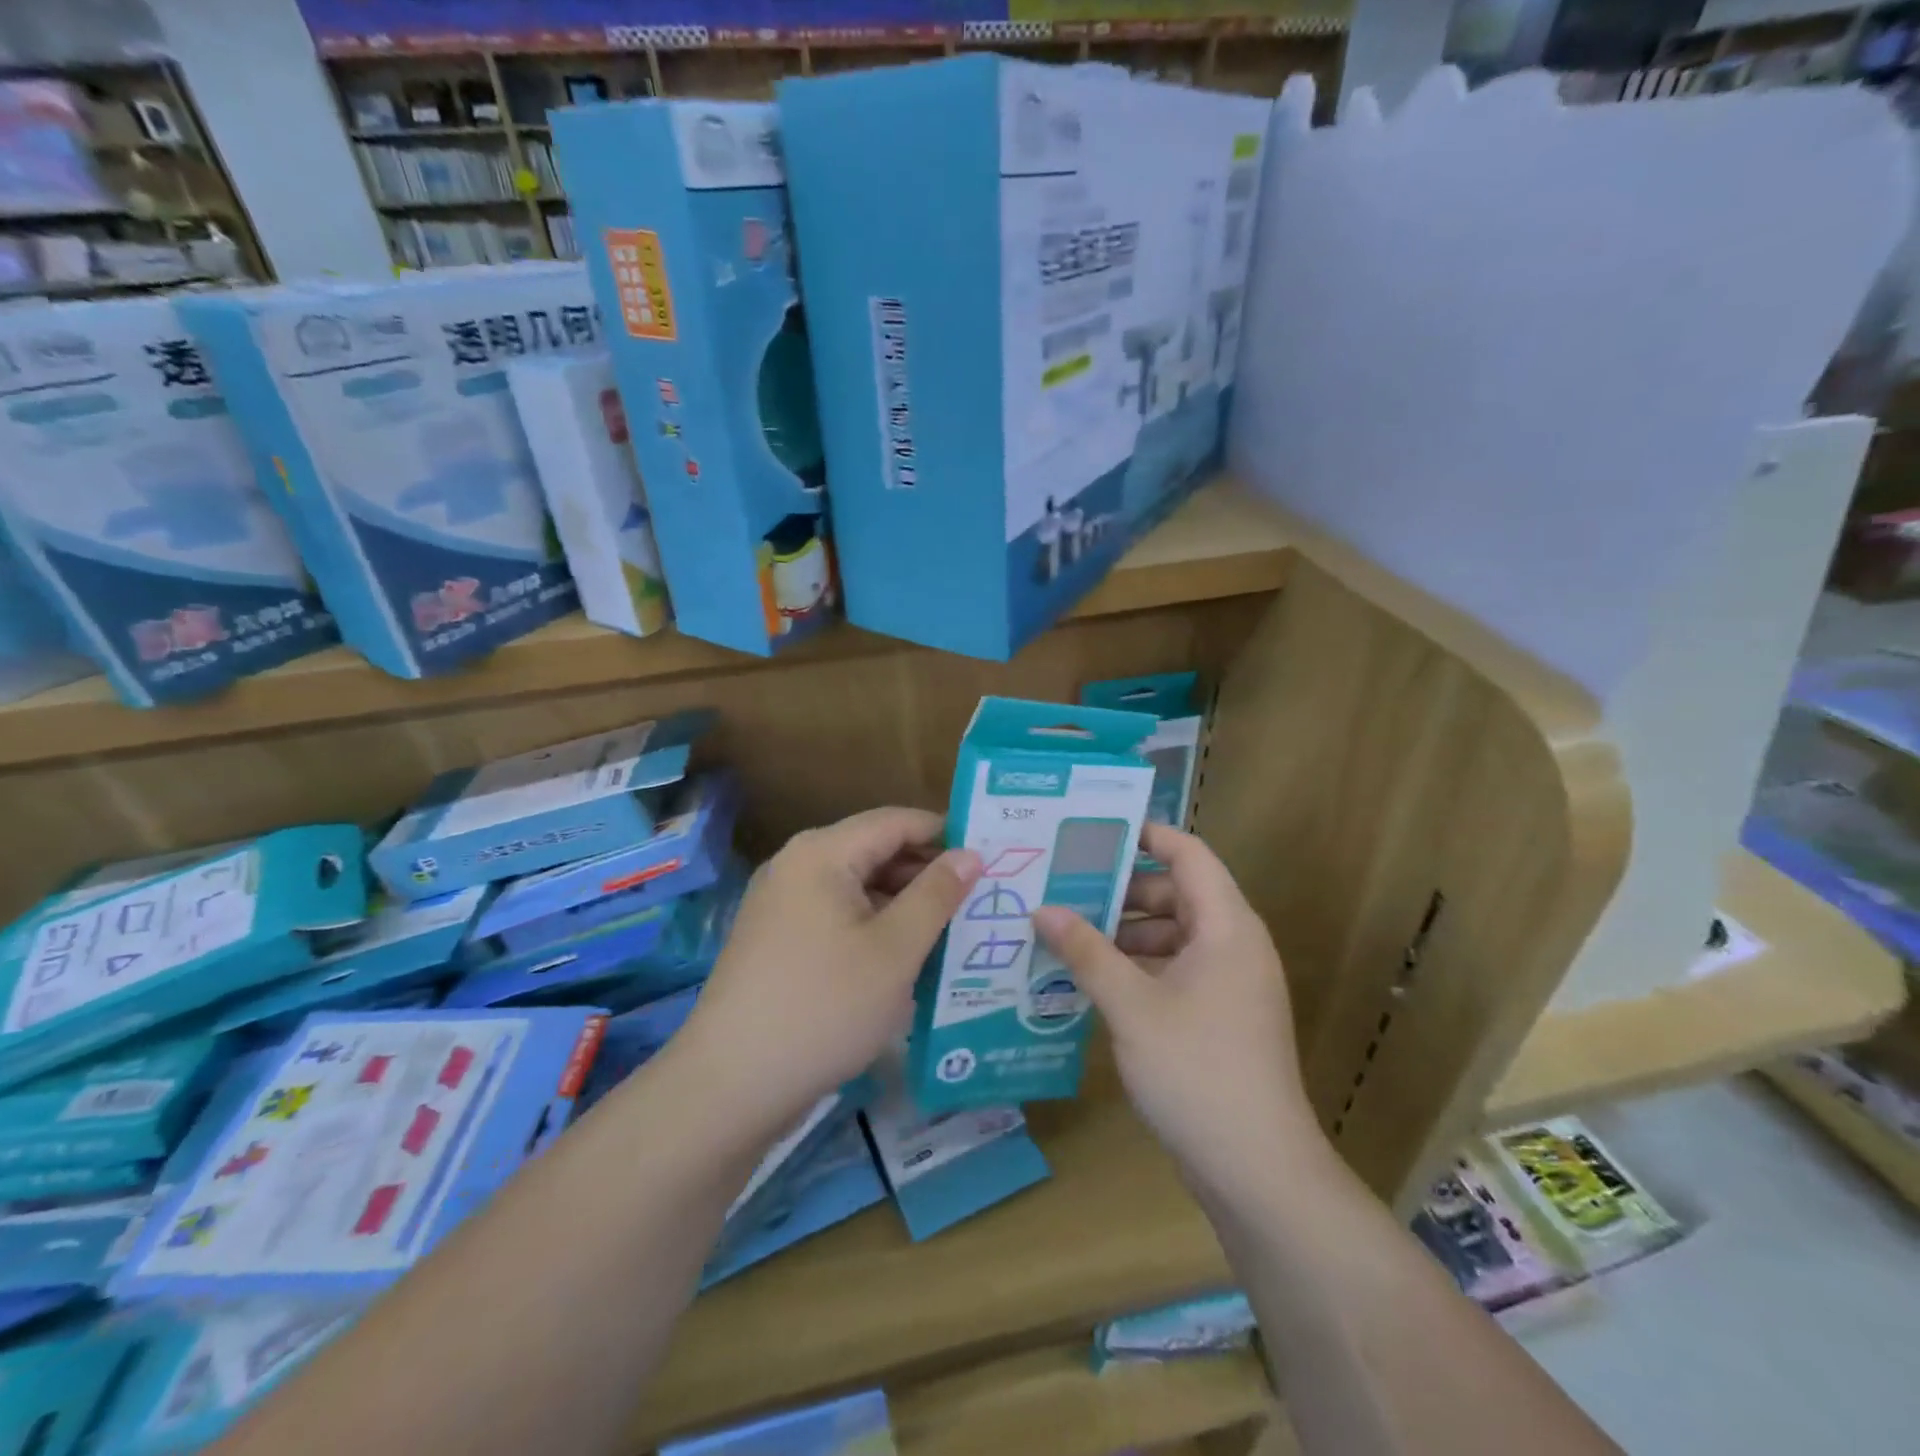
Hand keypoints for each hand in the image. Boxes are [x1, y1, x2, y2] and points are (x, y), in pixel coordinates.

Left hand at [677, 808, 980, 1137]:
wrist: (731, 1085)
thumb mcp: (895, 951)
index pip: (896, 822)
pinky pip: (837, 916)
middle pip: (874, 851)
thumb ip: (936, 895)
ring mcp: (781, 904)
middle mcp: (796, 866)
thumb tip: (970, 854)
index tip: (992, 855)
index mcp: (822, 853)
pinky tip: (906, 957)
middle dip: (927, 873)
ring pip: (857, 888)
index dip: (945, 834)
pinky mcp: (777, 940)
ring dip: (903, 904)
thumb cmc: (824, 1008)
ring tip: (953, 930)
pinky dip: (874, 927)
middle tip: (981, 898)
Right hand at [1032, 824, 1321, 1197]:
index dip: (1147, 835)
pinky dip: (1139, 969)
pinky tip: (1093, 982)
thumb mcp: (1131, 1006)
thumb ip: (1086, 952)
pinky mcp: (1221, 1018)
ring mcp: (1231, 985)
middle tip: (1064, 888)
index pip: (1190, 854)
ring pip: (1174, 936)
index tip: (1094, 832)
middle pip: (1178, 894)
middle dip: (1122, 891)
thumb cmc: (1197, 1070)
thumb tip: (1042, 909)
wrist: (1258, 1171)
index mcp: (1227, 927)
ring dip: (1125, 934)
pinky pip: (1177, 971)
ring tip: (1068, 936)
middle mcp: (1235, 946)